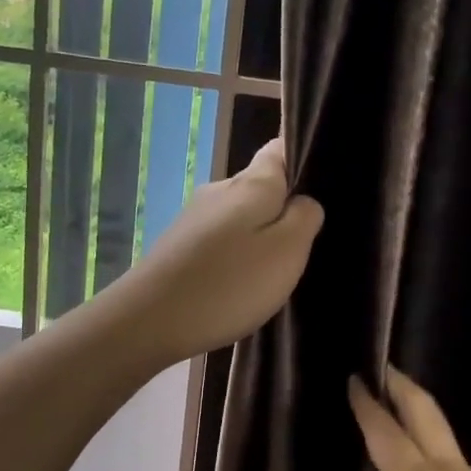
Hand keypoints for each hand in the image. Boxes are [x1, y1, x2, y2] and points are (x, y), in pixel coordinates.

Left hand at [109, 138, 323, 363]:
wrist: (150, 320)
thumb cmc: (230, 284)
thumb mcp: (286, 250)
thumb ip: (304, 217)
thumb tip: (304, 201)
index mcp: (250, 184)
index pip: (278, 150)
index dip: (300, 159)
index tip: (320, 188)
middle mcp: (218, 191)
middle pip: (259, 187)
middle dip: (282, 208)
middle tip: (304, 244)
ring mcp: (193, 220)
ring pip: (238, 217)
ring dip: (257, 237)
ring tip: (273, 270)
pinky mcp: (178, 248)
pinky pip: (218, 243)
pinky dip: (233, 257)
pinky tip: (238, 284)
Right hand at [310, 371, 470, 470]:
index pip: (385, 430)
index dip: (367, 403)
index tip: (354, 379)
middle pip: (427, 415)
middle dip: (403, 387)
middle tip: (381, 368)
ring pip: (446, 436)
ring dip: (419, 413)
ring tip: (393, 406)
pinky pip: (455, 461)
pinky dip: (432, 441)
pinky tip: (417, 457)